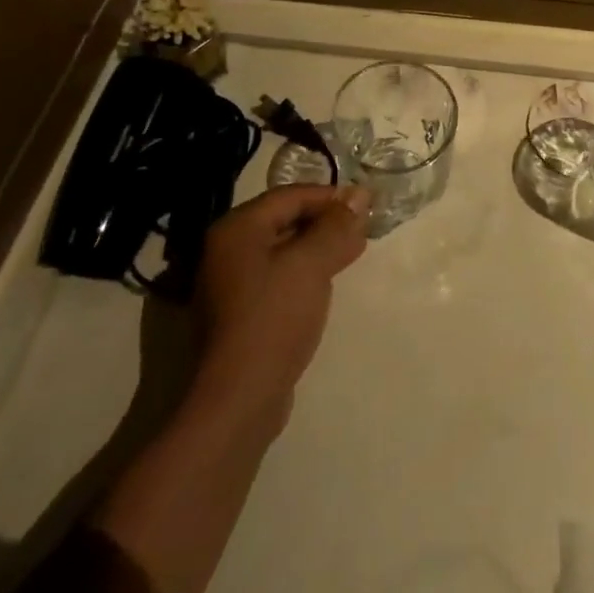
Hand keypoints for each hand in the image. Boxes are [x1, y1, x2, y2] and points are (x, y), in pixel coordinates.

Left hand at [188, 185, 370, 433]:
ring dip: (319, 246)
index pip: (290, 196)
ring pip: (284, 250)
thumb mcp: (312, 264)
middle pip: (285, 220)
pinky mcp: (241, 313)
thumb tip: (359, 194)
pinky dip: (305, 271)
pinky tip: (329, 281)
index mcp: (237, 229)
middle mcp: (227, 250)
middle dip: (326, 221)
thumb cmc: (274, 317)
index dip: (330, 196)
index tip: (366, 204)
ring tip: (354, 251)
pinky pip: (278, 276)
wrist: (239, 397)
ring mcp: (230, 284)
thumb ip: (336, 226)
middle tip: (364, 227)